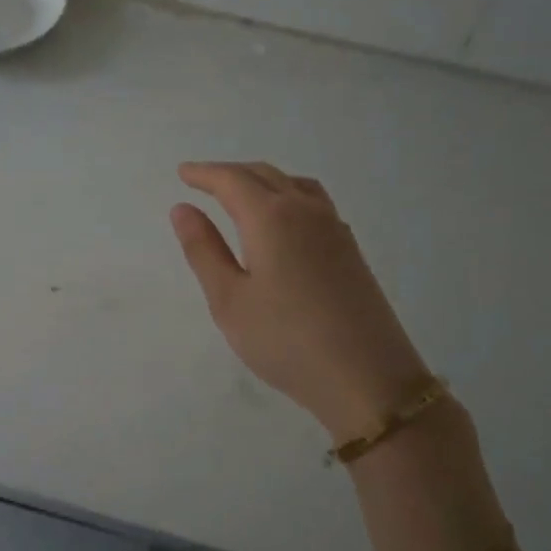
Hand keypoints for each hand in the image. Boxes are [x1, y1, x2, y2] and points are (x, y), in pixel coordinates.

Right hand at [170, 162, 431, 441]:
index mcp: (271, 218)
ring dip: (263, 180)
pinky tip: (284, 220)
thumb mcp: (229, 300)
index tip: (183, 173)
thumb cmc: (285, 340)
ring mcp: (334, 228)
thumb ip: (204, 250)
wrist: (367, 377)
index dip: (204, 174)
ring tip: (242, 194)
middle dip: (230, 173)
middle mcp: (305, 211)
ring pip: (293, 185)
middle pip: (264, 175)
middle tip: (203, 181)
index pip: (232, 180)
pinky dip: (288, 195)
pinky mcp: (350, 249)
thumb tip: (183, 209)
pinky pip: (314, 202)